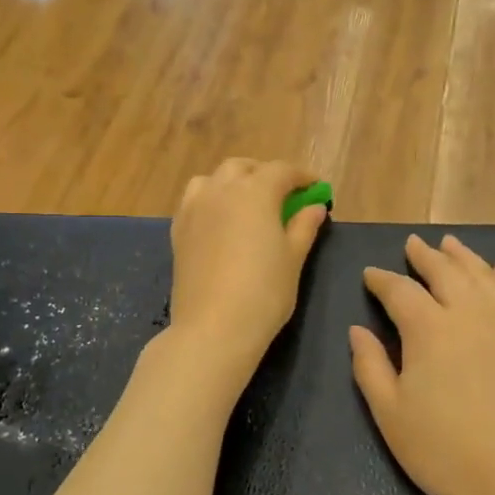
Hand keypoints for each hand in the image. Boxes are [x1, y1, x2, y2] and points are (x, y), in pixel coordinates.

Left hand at [167, 158, 327, 386]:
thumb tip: (314, 207)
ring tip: (247, 203)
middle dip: (264, 174)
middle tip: (283, 196)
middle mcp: (220, 190)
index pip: (281, 171)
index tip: (316, 189)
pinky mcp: (178, 230)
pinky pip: (194, 200)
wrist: (213, 327)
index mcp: (254, 192)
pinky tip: (221, 221)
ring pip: (213, 179)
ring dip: (233, 182)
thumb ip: (303, 227)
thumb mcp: (292, 259)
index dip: (302, 177)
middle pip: (243, 168)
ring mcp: (194, 209)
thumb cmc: (264, 293)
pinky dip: (211, 199)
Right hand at [350, 235, 494, 494]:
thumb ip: (370, 367)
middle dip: (425, 257)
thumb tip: (358, 330)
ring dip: (465, 257)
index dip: (382, 280)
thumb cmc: (447, 452)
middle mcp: (471, 313)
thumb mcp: (391, 416)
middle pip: (445, 272)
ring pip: (485, 276)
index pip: (400, 291)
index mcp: (429, 329)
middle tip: (413, 245)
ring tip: (451, 245)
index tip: (371, 274)